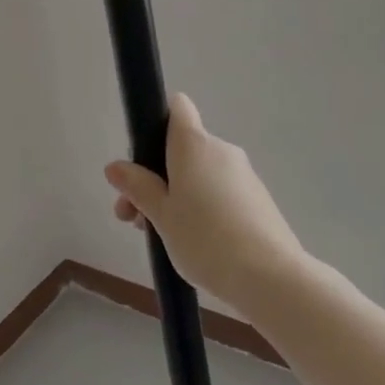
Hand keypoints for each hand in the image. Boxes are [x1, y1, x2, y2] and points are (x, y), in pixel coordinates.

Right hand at [104, 95, 306, 312]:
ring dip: (176, 196)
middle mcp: (221, 150)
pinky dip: (202, 207)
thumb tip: (115, 166)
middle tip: (134, 218)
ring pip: (200, 174)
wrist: (269, 276)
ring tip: (160, 238)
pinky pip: (220, 191)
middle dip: (155, 178)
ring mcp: (243, 174)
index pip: (177, 108)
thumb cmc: (205, 239)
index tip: (142, 156)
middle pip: (182, 149)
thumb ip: (137, 187)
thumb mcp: (161, 215)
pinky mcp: (257, 199)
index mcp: (194, 144)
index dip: (158, 121)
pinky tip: (195, 244)